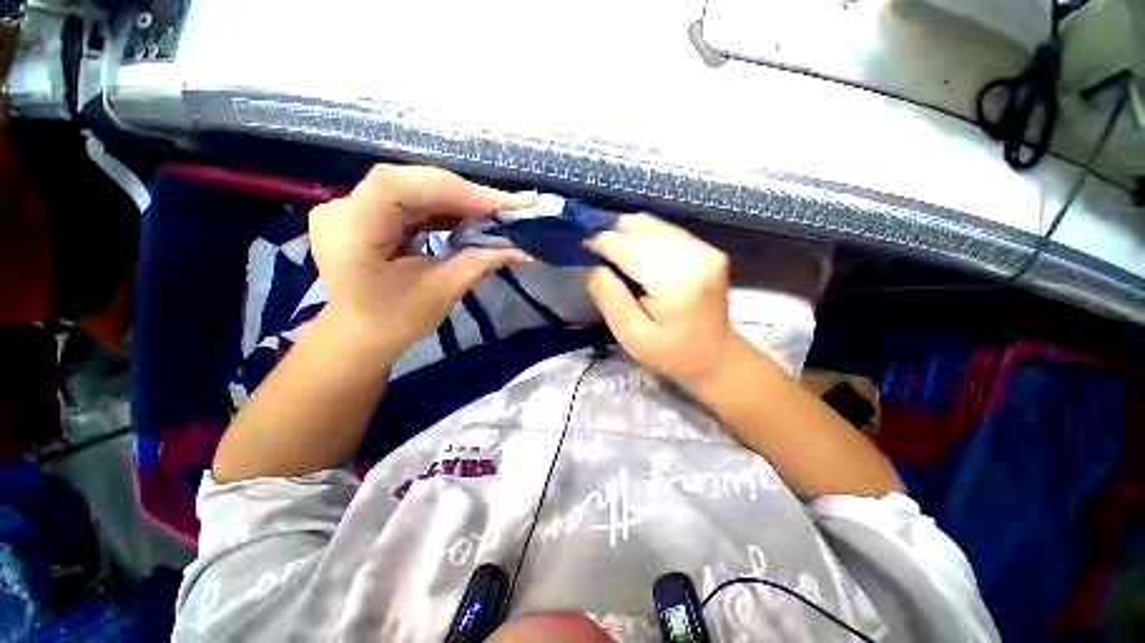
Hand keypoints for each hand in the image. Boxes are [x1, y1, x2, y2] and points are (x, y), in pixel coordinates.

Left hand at [308, 164, 532, 355]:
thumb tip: (522, 249)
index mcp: (349, 230)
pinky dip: (444, 208)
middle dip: (463, 195)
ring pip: (413, 189)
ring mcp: (352, 207)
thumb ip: (479, 264)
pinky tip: (469, 217)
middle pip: (409, 183)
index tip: (495, 207)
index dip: (450, 190)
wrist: (357, 337)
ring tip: (496, 213)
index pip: (396, 186)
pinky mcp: (366, 213)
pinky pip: (411, 201)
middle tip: (507, 207)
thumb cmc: (393, 323)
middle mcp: (343, 208)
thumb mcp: (440, 293)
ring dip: (458, 200)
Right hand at [584, 214, 735, 388]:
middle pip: (642, 227)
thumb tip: (590, 266)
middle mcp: (695, 255)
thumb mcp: (632, 335)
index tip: (578, 244)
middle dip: (611, 231)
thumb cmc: (672, 354)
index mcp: (677, 280)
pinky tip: (629, 248)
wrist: (716, 357)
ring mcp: (704, 249)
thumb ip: (609, 298)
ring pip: (653, 224)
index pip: (630, 247)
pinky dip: (642, 235)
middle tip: (589, 244)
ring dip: (625, 231)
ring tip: (605, 245)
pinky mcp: (706, 249)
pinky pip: (665, 231)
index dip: (601, 242)